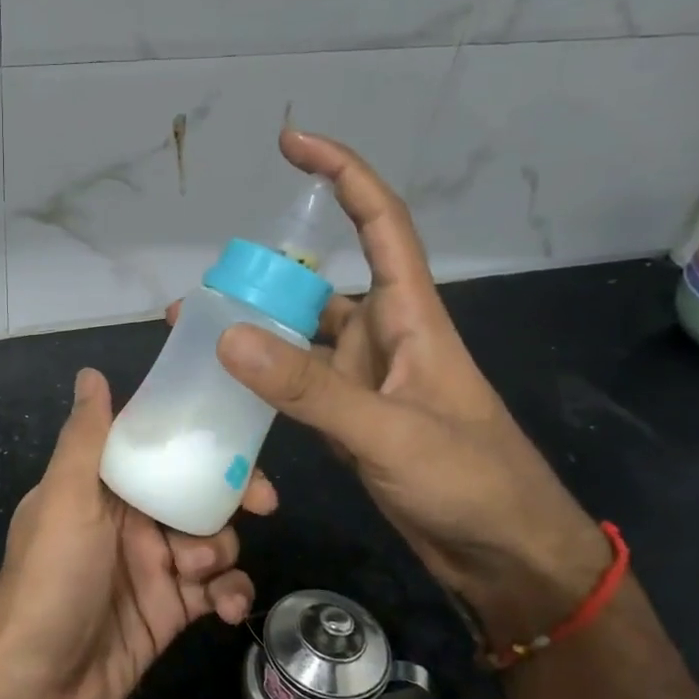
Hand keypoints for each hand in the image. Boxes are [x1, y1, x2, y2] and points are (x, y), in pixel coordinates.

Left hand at [0, 368, 272, 698]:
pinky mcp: (168, 614)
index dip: (199, 441)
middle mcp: (127, 523)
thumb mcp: (66, 500)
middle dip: (229, 496)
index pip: (159, 450)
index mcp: (101, 489)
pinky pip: (214, 591)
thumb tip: (91, 372)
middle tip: (263, 505)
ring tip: (198, 574)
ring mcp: (150, 569)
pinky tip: (225, 608)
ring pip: (211, 541)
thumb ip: (87, 439)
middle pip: (195, 494)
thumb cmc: (49, 581)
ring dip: (221, 551)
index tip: (240, 442)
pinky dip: (228, 594)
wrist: (31, 690)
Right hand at [213, 129, 611, 646]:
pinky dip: (263, 382)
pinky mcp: (350, 421)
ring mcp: (365, 381)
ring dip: (255, 333)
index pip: (378, 221)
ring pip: (301, 338)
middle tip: (200, 291)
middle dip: (262, 276)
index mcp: (410, 315)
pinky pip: (297, 386)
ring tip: (194, 337)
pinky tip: (225, 390)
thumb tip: (227, 337)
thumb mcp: (388, 431)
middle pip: (318, 283)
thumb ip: (309, 387)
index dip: (340, 173)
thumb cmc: (471, 481)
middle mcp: (384, 336)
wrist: (504, 557)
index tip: (292, 142)